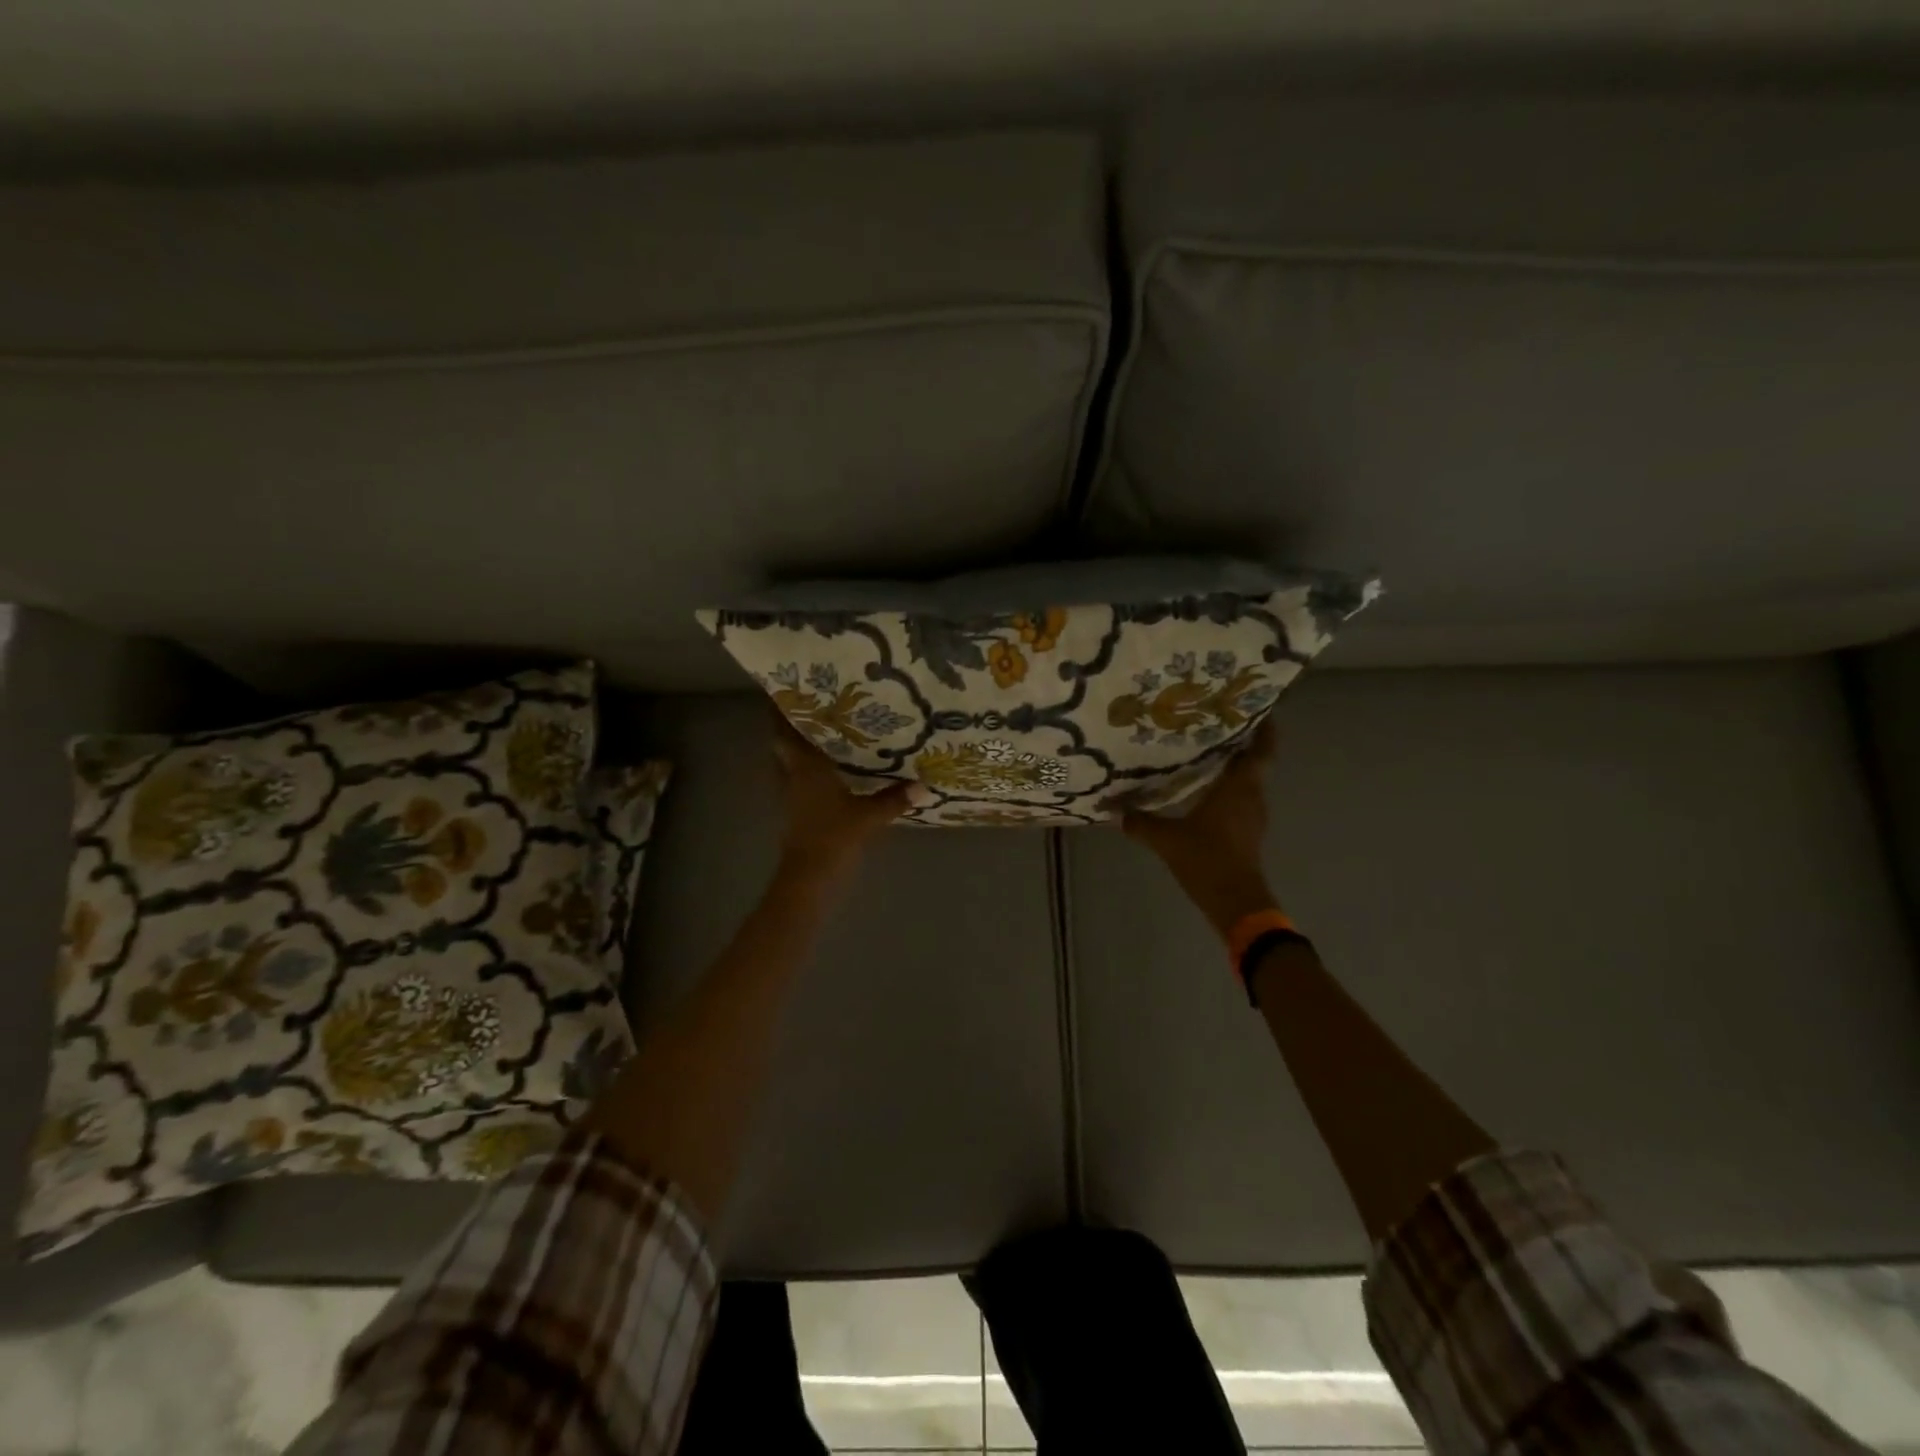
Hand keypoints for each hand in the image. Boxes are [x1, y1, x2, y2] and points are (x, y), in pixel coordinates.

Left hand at [772, 723, 916, 883]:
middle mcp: (792, 776)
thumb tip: (924, 785)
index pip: (784, 732)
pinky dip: (808, 771)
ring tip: (824, 733)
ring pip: (789, 763)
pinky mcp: (796, 812)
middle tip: (815, 708)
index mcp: (805, 768)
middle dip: (793, 727)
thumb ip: (895, 799)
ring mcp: (791, 796)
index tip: (790, 690)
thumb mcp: (869, 816)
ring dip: (799, 748)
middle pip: (783, 745)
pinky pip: (798, 781)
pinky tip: (829, 770)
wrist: (809, 877)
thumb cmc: (833, 837)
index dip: (782, 711)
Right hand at [1123, 718, 1280, 937]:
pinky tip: (1204, 788)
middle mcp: (1251, 796)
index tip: (1256, 708)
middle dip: (1240, 742)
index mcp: (1239, 788)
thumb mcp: (1166, 839)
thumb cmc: (1207, 860)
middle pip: (1254, 762)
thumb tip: (1113, 809)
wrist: (1235, 902)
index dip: (1265, 729)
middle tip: (1215, 723)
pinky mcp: (1247, 832)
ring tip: (1205, 750)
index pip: (1261, 750)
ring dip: (1233, 766)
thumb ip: (1140, 822)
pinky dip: (1228, 788)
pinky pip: (1240, 799)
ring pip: (1247, 781)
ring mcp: (1252, 816)